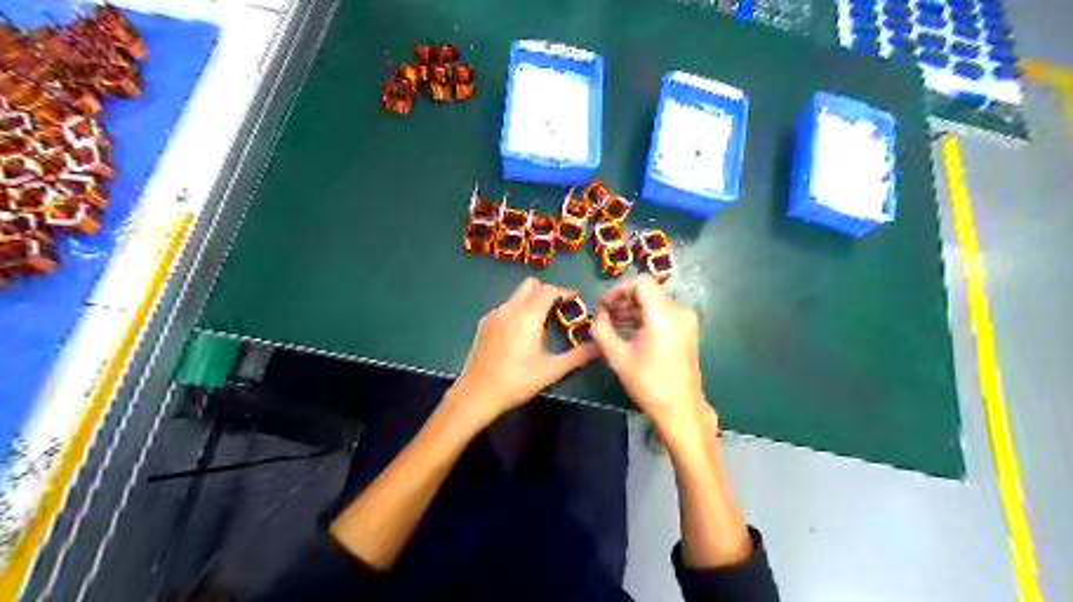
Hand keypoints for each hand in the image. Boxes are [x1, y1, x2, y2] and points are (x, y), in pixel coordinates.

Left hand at [450, 278, 601, 423]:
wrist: (477, 393)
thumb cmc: (517, 381)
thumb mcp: (552, 370)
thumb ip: (578, 356)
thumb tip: (599, 346)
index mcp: (528, 316)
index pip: (549, 289)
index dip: (565, 291)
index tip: (576, 299)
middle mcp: (510, 308)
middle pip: (531, 285)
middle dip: (547, 291)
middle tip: (559, 307)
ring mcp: (494, 314)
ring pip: (516, 295)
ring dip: (531, 300)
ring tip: (541, 321)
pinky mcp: (484, 323)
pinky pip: (505, 307)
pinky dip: (517, 310)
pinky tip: (520, 332)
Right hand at [585, 278, 709, 441]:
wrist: (680, 408)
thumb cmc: (648, 383)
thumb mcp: (618, 357)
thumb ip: (602, 330)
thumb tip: (597, 315)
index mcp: (664, 314)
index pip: (641, 282)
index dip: (619, 289)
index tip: (604, 305)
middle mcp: (679, 311)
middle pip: (648, 291)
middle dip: (624, 299)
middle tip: (604, 314)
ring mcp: (686, 320)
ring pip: (655, 301)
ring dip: (633, 308)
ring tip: (612, 322)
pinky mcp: (687, 330)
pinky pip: (664, 312)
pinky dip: (646, 316)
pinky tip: (629, 330)